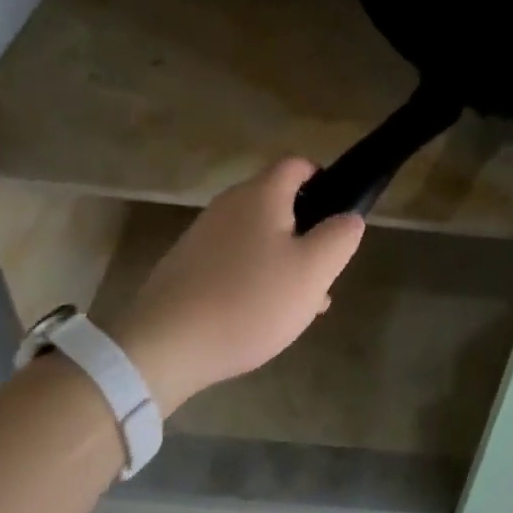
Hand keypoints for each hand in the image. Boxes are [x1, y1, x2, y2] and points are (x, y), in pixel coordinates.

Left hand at [92, 160, 365, 415]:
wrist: (163, 346)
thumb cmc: (248, 301)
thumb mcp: (313, 271)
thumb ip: (340, 237)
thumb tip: (348, 218)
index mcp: (261, 194)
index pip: (297, 165)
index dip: (323, 182)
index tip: (336, 217)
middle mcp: (229, 203)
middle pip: (278, 202)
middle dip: (305, 232)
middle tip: (320, 271)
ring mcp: (202, 234)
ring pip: (257, 235)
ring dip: (281, 259)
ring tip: (296, 304)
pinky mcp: (185, 265)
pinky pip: (231, 259)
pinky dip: (252, 276)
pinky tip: (258, 315)